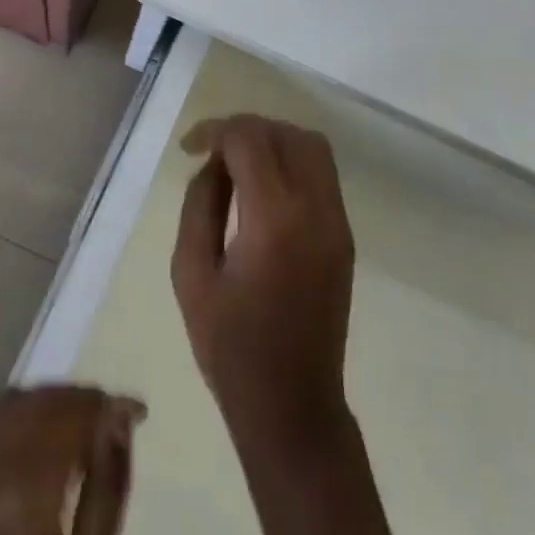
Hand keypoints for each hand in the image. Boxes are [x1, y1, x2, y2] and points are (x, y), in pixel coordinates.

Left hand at [0, 385, 144, 534]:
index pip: (70, 415)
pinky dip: (13, 422)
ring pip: (6, 405)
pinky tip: (32, 445)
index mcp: (23, 499)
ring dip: (46, 404)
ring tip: (73, 426)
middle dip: (78, 399)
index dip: (105, 404)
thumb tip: (119, 416)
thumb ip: (109, 487)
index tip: (135, 411)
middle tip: (107, 416)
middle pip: (38, 401)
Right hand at [171, 114, 356, 457]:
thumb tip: (214, 165)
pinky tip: (264, 188)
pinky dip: (293, 162)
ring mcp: (337, 221)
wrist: (293, 404)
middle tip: (213, 151)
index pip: (250, 140)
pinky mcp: (344, 235)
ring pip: (312, 147)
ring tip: (238, 163)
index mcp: (273, 218)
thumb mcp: (192, 274)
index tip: (189, 147)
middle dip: (246, 130)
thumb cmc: (231, 347)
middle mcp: (314, 209)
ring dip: (274, 140)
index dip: (216, 130)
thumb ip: (200, 206)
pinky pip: (322, 175)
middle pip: (286, 133)